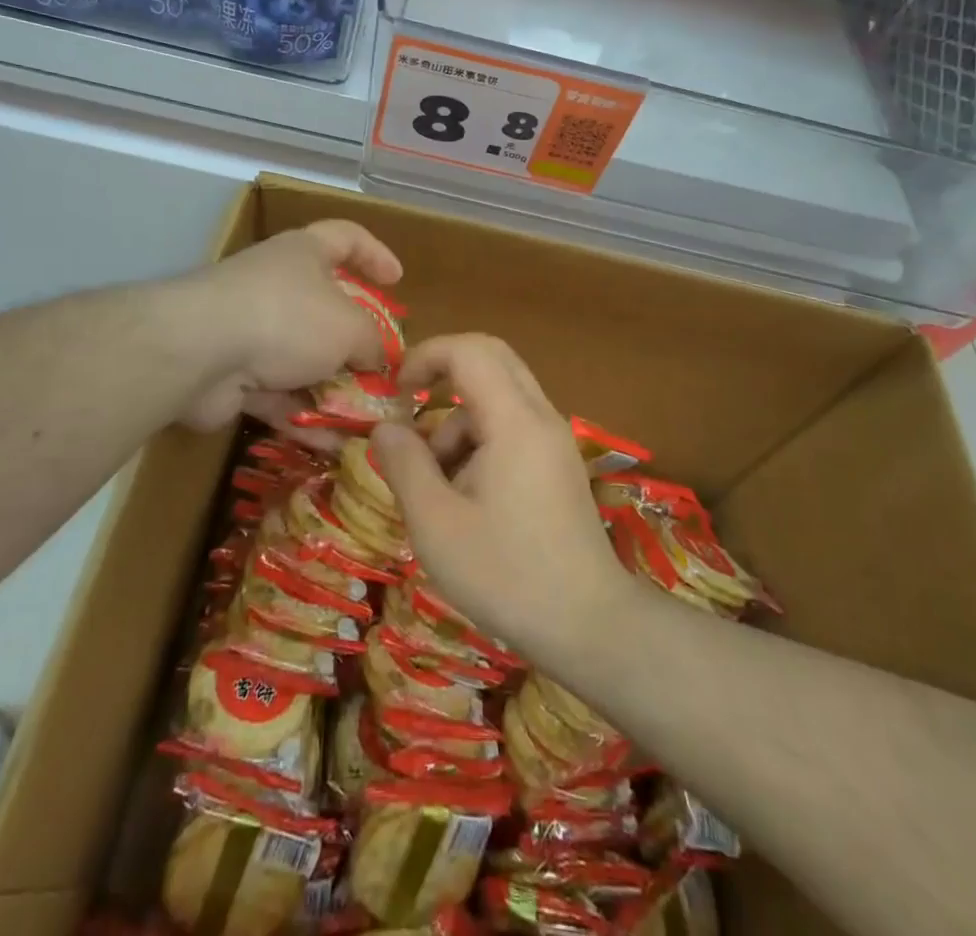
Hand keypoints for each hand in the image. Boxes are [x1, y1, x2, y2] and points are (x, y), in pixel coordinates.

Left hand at [176, 220, 402, 435]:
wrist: (201, 352)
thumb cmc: (287, 318)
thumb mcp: (350, 327)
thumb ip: (372, 342)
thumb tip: (377, 359)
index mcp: (304, 254)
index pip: (346, 238)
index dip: (375, 254)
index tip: (398, 279)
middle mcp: (277, 286)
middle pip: (324, 309)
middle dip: (355, 342)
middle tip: (382, 369)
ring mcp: (251, 332)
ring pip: (303, 361)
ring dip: (334, 391)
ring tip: (368, 421)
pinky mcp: (233, 376)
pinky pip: (280, 396)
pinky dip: (306, 417)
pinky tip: (336, 446)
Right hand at [369, 334, 631, 662]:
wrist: (590, 625)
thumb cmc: (506, 574)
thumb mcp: (436, 524)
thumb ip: (405, 465)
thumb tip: (385, 427)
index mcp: (514, 420)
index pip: (469, 350)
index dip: (425, 355)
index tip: (394, 390)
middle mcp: (541, 416)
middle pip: (490, 359)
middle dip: (443, 373)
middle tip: (409, 408)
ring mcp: (554, 440)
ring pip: (499, 396)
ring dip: (458, 420)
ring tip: (433, 483)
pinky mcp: (558, 464)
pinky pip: (513, 426)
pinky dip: (480, 440)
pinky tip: (463, 496)